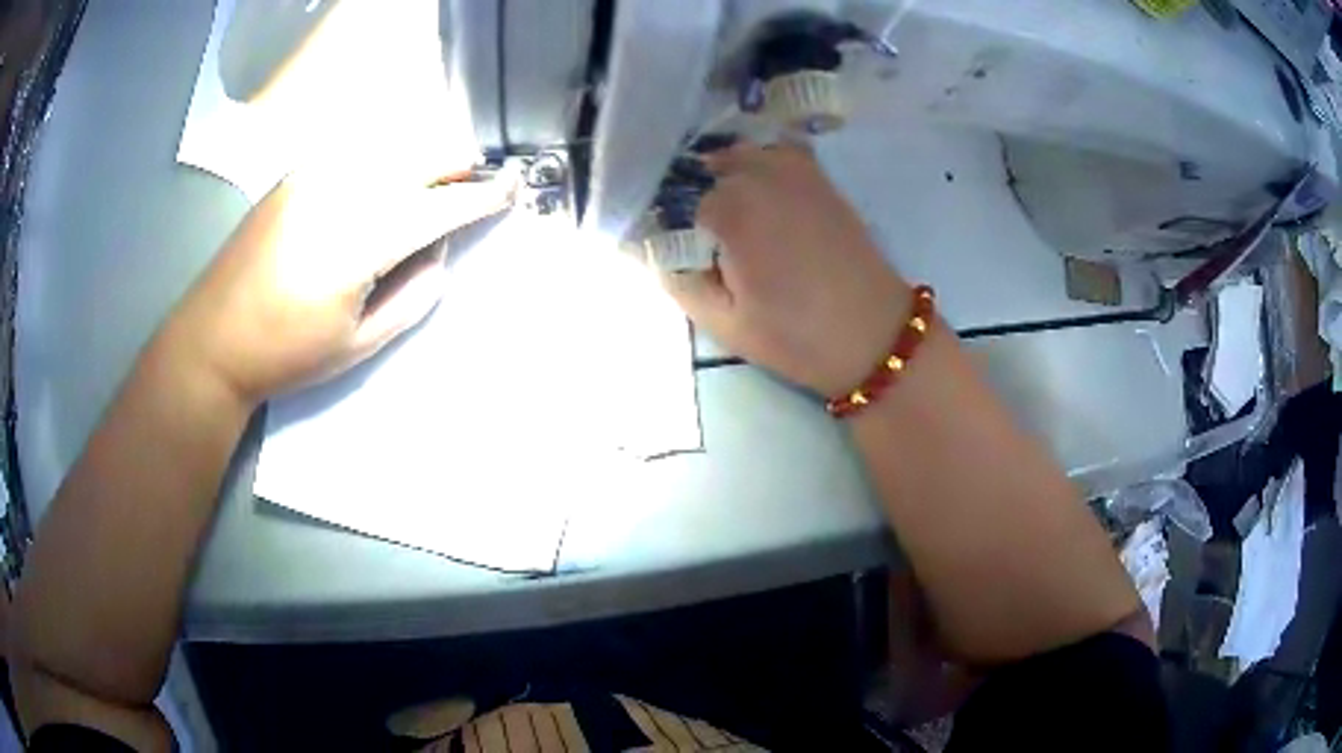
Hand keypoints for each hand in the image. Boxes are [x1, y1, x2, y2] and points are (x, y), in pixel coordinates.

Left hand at [165, 164, 514, 404]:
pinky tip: (386, 181)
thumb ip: (414, 294)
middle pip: (420, 155)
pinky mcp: (298, 172)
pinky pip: (359, 150)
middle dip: (458, 163)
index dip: (481, 196)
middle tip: (476, 183)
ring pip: (392, 145)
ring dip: (424, 158)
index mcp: (360, 242)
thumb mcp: (361, 343)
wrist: (213, 338)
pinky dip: (387, 158)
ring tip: (435, 183)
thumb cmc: (287, 353)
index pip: (440, 205)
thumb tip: (439, 250)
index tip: (512, 187)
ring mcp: (316, 174)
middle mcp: (342, 191)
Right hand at [665, 142, 911, 395]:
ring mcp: (796, 169)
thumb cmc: (798, 335)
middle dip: (696, 197)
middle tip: (702, 241)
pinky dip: (759, 168)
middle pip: (705, 169)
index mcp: (732, 205)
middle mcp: (762, 172)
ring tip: (729, 222)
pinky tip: (762, 201)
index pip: (676, 200)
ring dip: (726, 178)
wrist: (876, 335)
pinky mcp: (820, 178)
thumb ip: (676, 280)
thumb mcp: (723, 323)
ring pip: (739, 156)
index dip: (671, 226)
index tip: (677, 252)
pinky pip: (774, 156)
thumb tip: (651, 246)